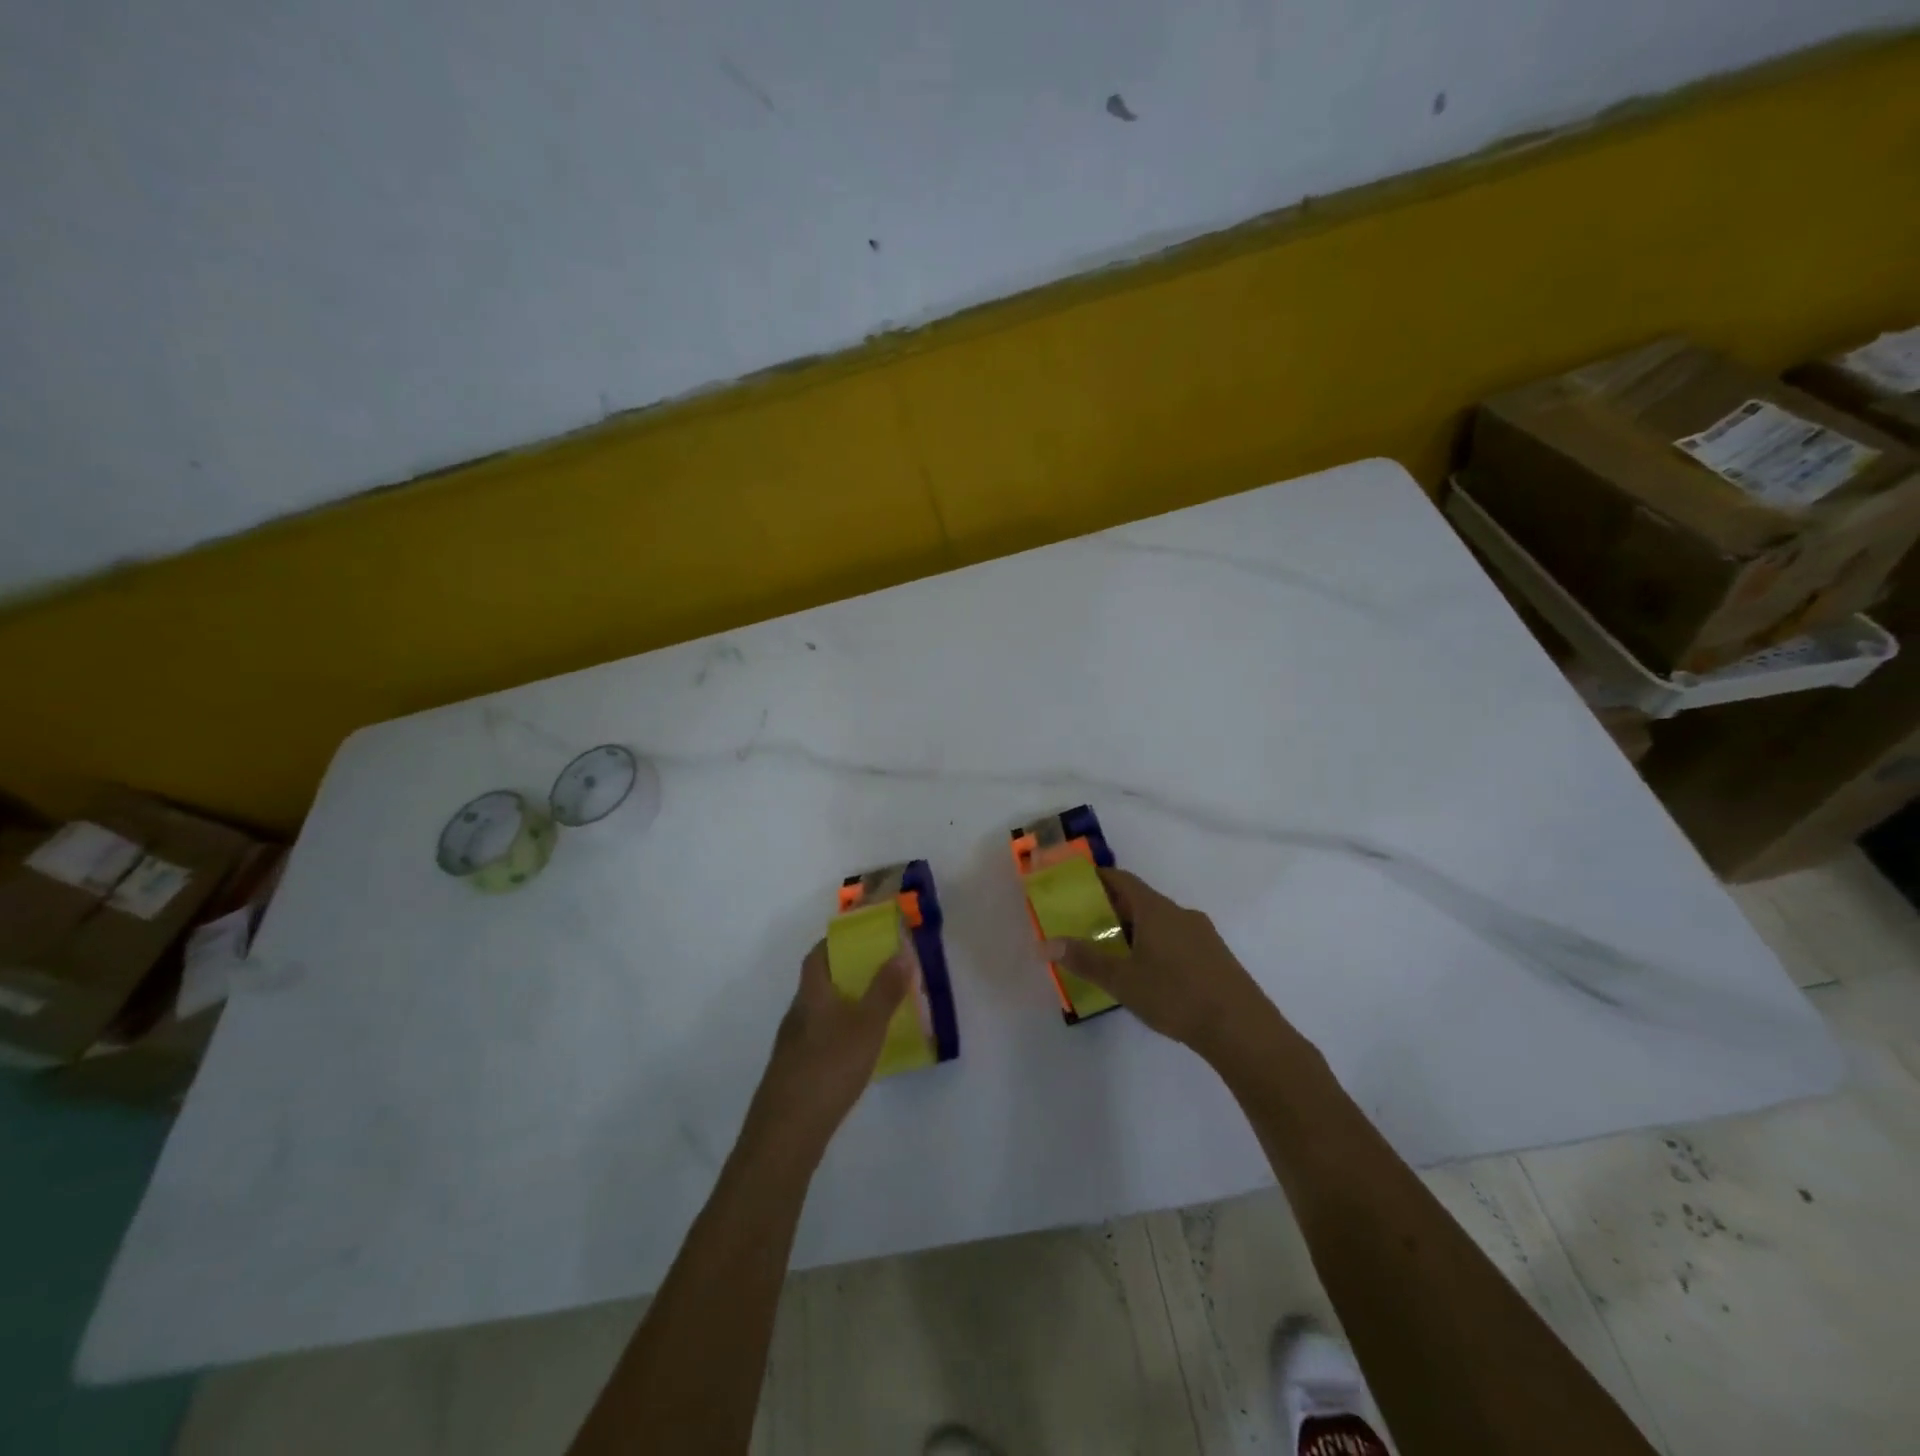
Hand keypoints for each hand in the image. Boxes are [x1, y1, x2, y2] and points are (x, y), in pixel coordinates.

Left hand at [745, 940, 910, 1157]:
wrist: (786, 1132)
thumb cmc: (829, 1067)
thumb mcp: (867, 1025)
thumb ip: (885, 990)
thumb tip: (901, 951)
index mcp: (811, 994)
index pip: (818, 955)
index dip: (836, 942)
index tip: (861, 937)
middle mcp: (797, 1014)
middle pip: (819, 983)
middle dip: (846, 974)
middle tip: (879, 972)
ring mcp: (792, 1045)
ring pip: (820, 1013)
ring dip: (844, 1005)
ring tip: (875, 1010)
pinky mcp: (794, 1072)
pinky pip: (820, 1039)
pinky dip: (839, 1034)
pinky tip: (857, 1051)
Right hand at [1042, 867, 1275, 1059]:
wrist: (1242, 1029)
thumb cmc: (1176, 996)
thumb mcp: (1122, 981)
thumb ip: (1085, 960)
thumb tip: (1046, 943)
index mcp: (1156, 910)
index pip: (1123, 880)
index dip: (1099, 878)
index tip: (1077, 885)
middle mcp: (1180, 913)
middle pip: (1141, 900)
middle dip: (1114, 909)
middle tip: (1087, 925)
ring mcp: (1202, 934)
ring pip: (1161, 921)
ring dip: (1137, 929)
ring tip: (1115, 952)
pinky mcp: (1216, 956)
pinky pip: (1178, 939)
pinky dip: (1157, 945)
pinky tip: (1150, 974)